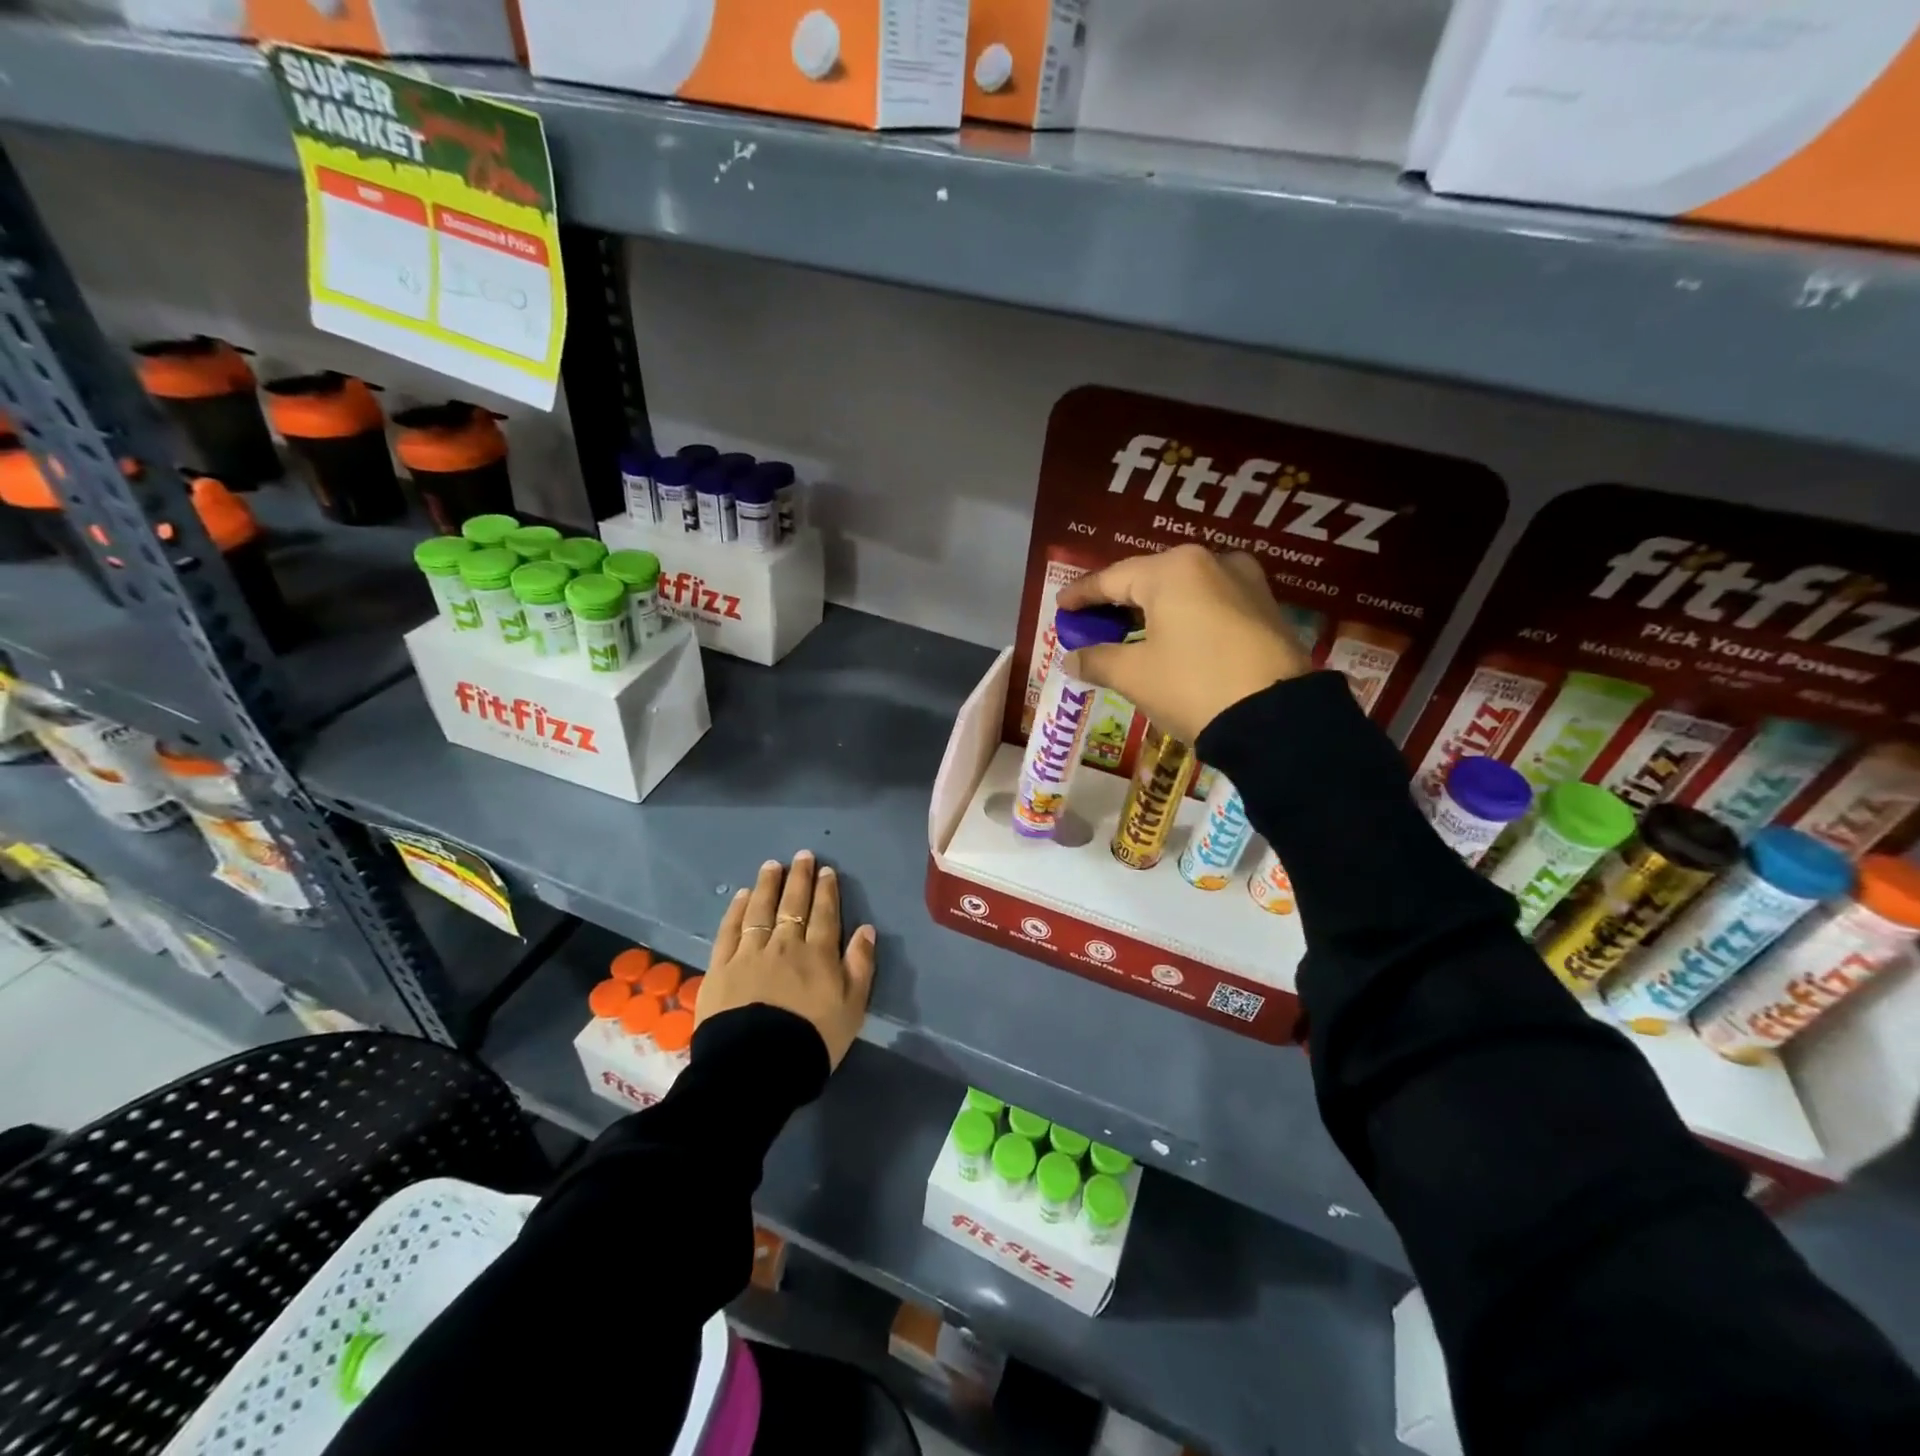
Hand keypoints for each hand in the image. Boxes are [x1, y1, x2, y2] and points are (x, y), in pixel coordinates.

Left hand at [699, 850, 876, 1067]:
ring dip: (768, 885)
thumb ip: (860, 966)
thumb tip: (866, 929)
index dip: (826, 890)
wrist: (756, 1067)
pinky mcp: (721, 967)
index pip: (825, 914)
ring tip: (772, 865)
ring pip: (761, 910)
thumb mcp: (852, 1008)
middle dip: (799, 878)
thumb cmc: (812, 1040)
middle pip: (793, 904)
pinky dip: (738, 910)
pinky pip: (730, 930)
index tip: (826, 870)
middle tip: (802, 856)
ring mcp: (750, 953)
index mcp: (818, 954)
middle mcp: (785, 945)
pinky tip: (742, 896)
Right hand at [1056, 545, 1311, 743]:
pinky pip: (1210, 605)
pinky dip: (1183, 618)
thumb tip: (1071, 658)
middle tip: (1091, 623)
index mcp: (1173, 570)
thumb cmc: (1192, 685)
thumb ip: (1097, 659)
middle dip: (1117, 602)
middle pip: (1149, 579)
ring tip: (1128, 633)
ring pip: (1183, 591)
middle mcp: (1211, 562)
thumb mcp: (1135, 675)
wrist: (1276, 719)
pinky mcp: (1266, 608)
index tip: (1061, 607)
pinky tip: (1170, 639)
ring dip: (1152, 611)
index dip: (1082, 595)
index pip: (1112, 578)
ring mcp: (1245, 582)